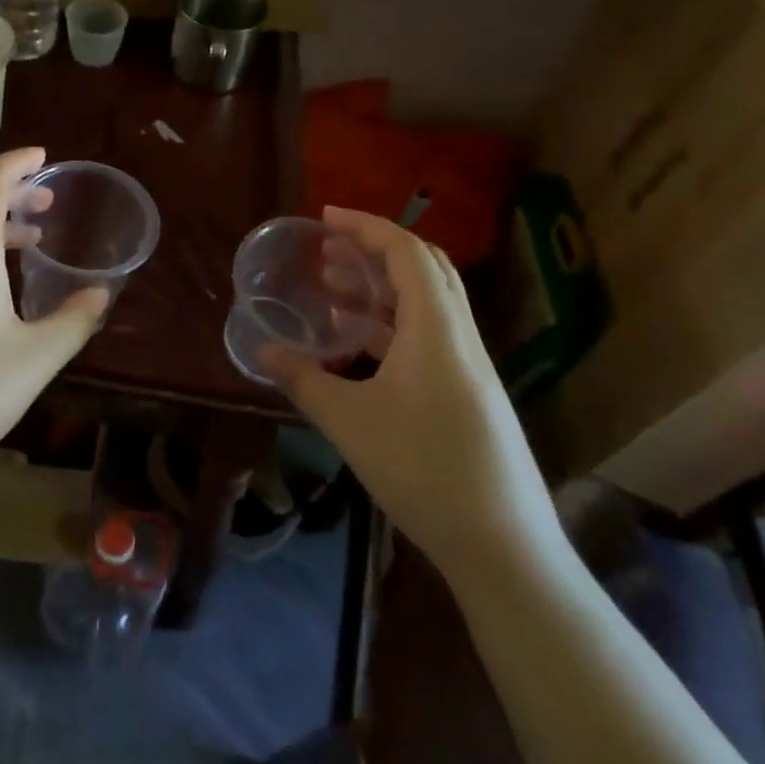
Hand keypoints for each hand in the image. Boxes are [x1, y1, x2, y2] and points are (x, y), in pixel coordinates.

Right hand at [260, 207, 560, 587]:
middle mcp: (459, 336)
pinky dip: (391, 322)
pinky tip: (357, 342)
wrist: (503, 546)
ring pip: (427, 303)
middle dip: (373, 248)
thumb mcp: (348, 421)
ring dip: (381, 285)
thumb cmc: (422, 470)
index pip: (406, 252)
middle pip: (424, 268)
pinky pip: (429, 335)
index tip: (324, 217)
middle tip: (327, 247)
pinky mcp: (469, 392)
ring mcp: (469, 366)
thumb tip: (261, 351)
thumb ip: (302, 379)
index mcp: (436, 329)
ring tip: (332, 286)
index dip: (365, 226)